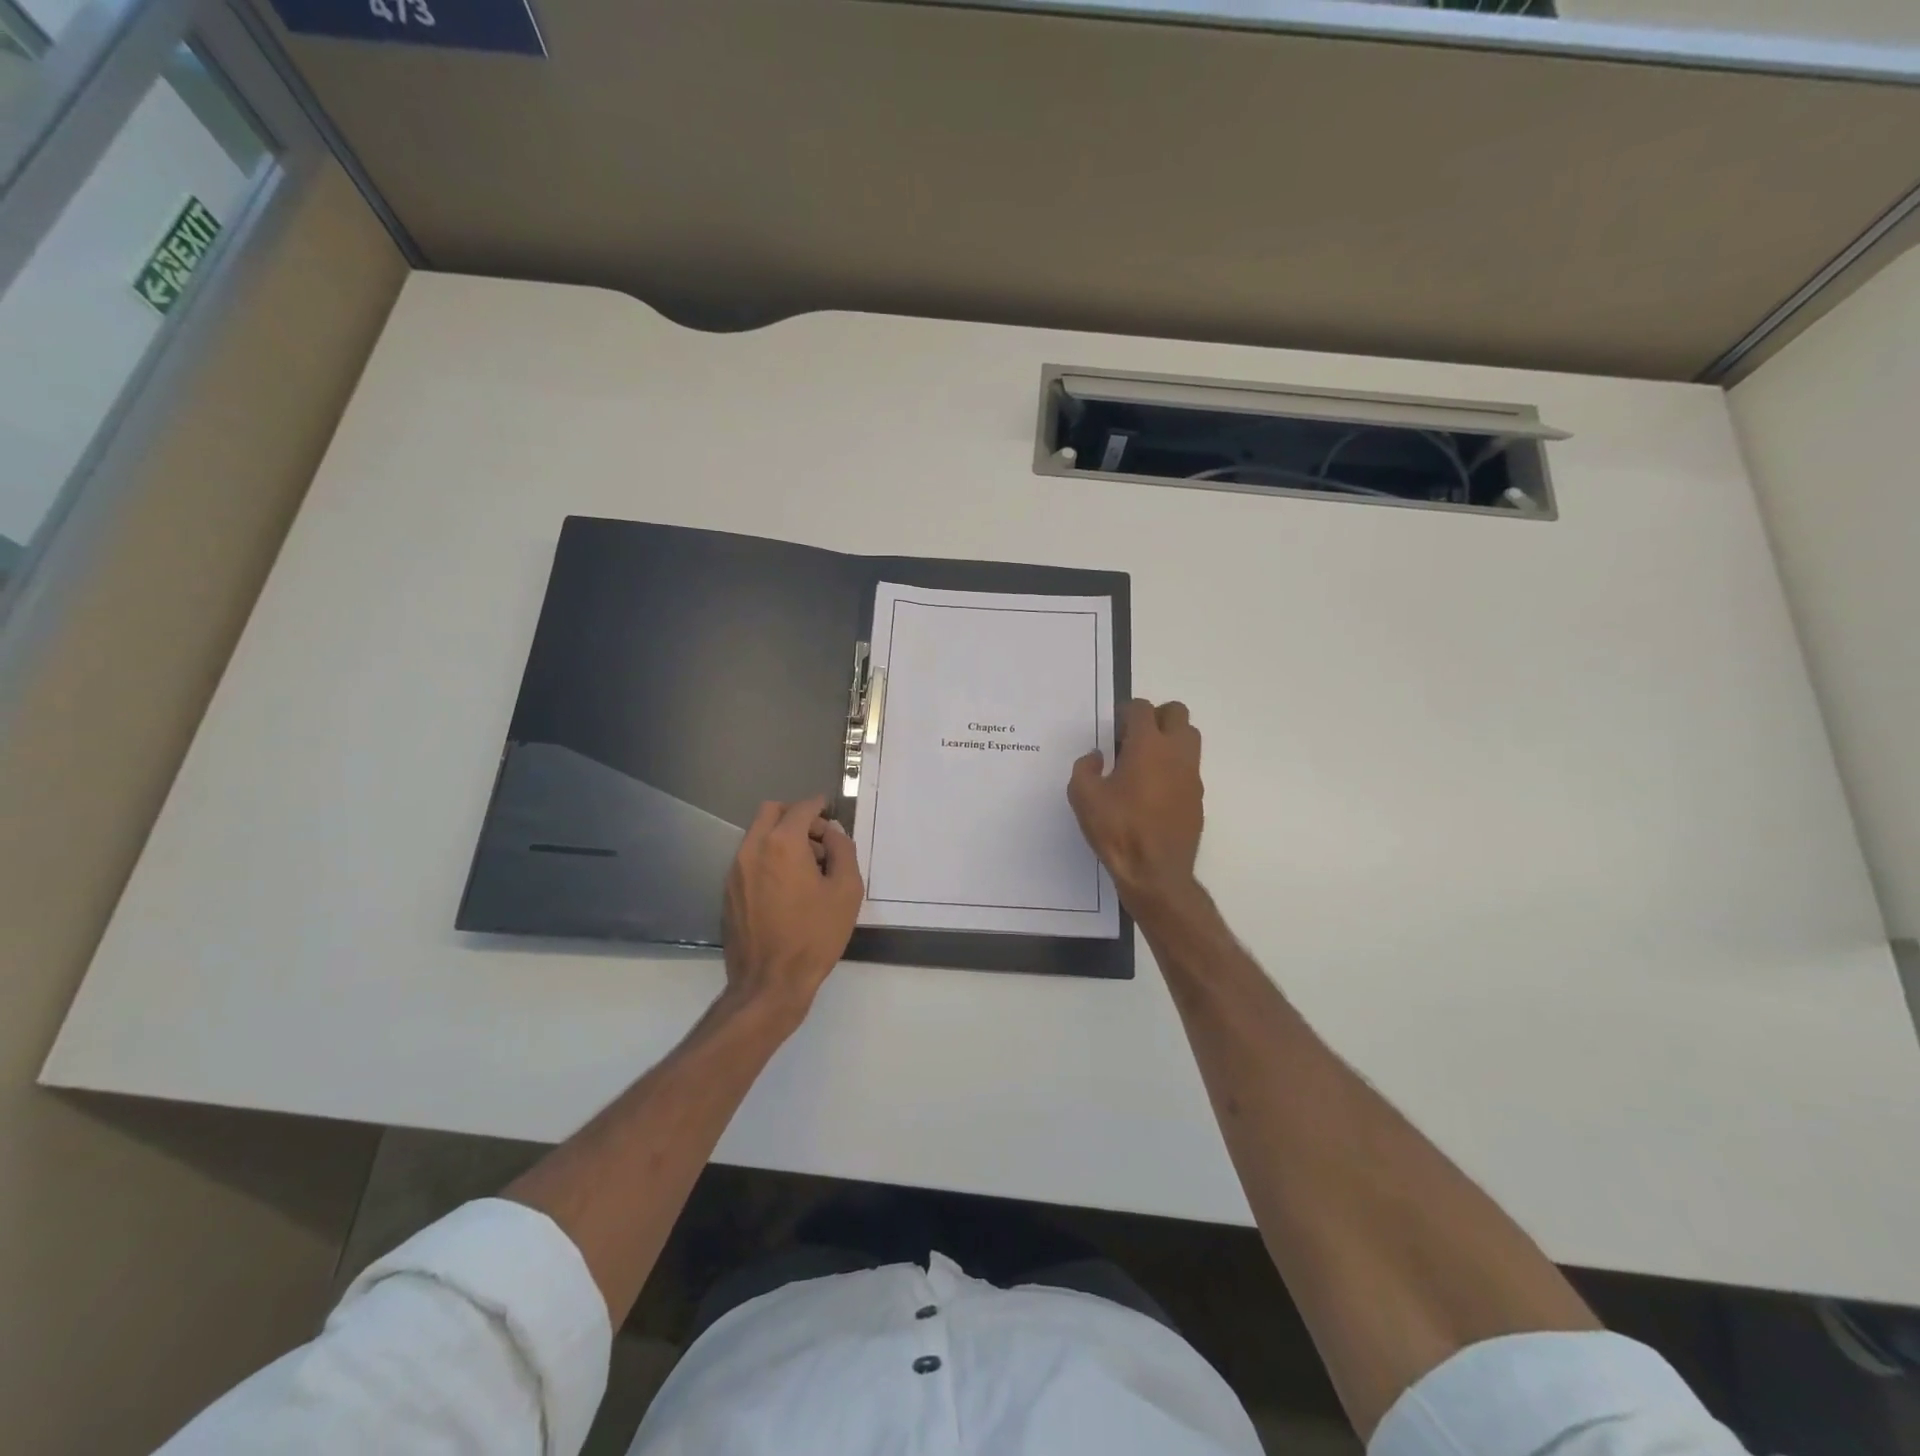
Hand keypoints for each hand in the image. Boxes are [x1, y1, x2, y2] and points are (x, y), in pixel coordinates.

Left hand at [722, 795, 863, 1025]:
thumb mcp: (846, 891)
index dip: (819, 807)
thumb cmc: (814, 936)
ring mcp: (735, 871)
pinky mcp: (728, 892)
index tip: (831, 815)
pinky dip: (768, 859)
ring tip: (806, 868)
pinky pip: (749, 859)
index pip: (801, 808)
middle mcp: (752, 849)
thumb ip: (843, 851)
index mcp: (782, 844)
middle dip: (795, 816)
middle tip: (817, 838)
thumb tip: (832, 834)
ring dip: (781, 838)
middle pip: (771, 812)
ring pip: (757, 835)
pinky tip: (786, 889)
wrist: (769, 984)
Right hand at [1069, 699, 1203, 907]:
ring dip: (1169, 739)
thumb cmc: (1117, 830)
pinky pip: (1189, 767)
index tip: (1114, 727)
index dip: (1126, 712)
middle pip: (1176, 713)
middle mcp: (1175, 753)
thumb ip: (1085, 768)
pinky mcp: (1197, 796)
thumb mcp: (1083, 797)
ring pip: (1189, 738)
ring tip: (1145, 761)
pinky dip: (1174, 767)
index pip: (1142, 709)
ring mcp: (1191, 775)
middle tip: (1133, 737)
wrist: (1155, 872)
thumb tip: (1098, 757)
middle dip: (1155, 717)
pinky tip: (1153, 790)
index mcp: (1147, 746)